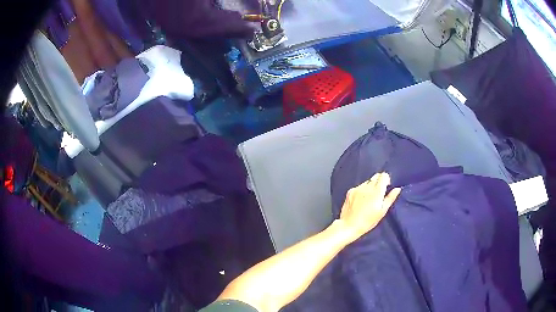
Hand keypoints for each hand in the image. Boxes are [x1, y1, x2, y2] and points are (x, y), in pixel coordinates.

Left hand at [338, 173, 400, 242]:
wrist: (349, 226)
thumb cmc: (368, 221)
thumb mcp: (382, 211)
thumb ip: (390, 198)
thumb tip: (397, 189)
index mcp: (376, 191)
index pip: (384, 175)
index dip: (387, 180)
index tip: (386, 187)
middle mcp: (367, 187)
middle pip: (376, 176)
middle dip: (379, 181)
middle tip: (379, 193)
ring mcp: (357, 188)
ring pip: (367, 181)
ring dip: (370, 186)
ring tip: (369, 199)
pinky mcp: (350, 191)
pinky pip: (359, 186)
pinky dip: (362, 190)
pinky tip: (360, 201)